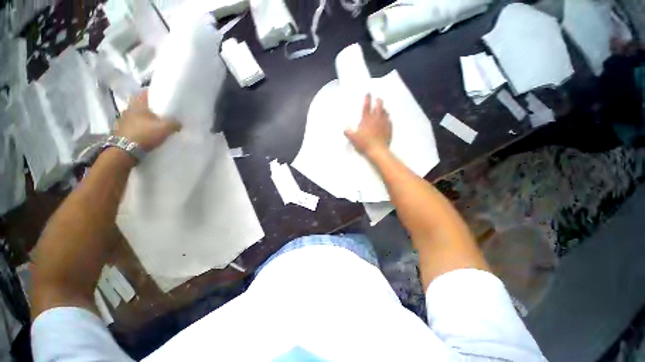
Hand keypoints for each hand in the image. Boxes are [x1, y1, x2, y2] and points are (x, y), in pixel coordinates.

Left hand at [112, 91, 181, 151]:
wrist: (124, 151)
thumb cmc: (144, 134)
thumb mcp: (165, 128)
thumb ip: (174, 123)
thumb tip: (179, 123)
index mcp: (137, 104)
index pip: (146, 93)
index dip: (155, 93)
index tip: (163, 97)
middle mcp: (128, 108)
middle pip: (142, 105)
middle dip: (151, 108)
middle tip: (163, 112)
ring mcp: (123, 120)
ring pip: (137, 115)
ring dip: (145, 118)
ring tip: (156, 123)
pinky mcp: (121, 130)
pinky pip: (134, 125)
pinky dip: (141, 127)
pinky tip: (147, 132)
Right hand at [344, 94, 391, 157]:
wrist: (377, 150)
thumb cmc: (364, 143)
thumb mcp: (353, 138)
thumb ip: (348, 133)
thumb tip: (345, 129)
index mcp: (366, 119)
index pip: (366, 106)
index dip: (367, 99)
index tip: (368, 93)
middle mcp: (376, 119)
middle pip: (379, 106)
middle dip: (378, 101)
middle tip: (378, 99)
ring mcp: (384, 123)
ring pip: (385, 112)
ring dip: (384, 109)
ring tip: (383, 108)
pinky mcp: (389, 129)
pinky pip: (389, 121)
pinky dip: (388, 118)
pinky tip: (388, 119)